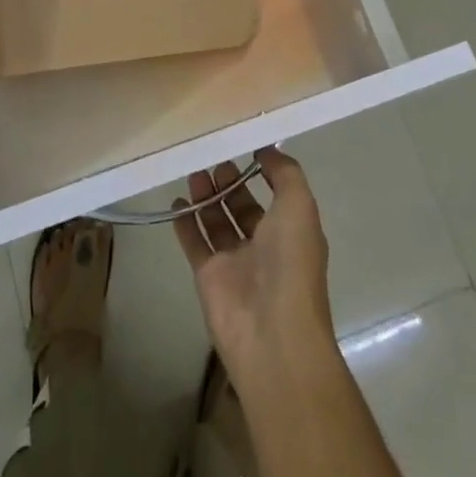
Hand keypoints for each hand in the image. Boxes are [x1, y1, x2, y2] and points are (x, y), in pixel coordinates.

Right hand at [173, 148, 336, 390]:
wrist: (272, 333)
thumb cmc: (291, 263)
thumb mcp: (299, 206)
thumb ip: (285, 173)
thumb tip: (266, 149)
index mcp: (291, 230)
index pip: (275, 193)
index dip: (261, 169)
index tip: (242, 143)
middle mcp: (265, 244)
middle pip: (243, 205)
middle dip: (229, 180)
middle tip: (211, 155)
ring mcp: (235, 261)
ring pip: (217, 220)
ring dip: (206, 195)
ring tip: (193, 170)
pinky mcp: (208, 276)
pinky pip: (194, 242)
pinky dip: (185, 222)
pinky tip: (176, 201)